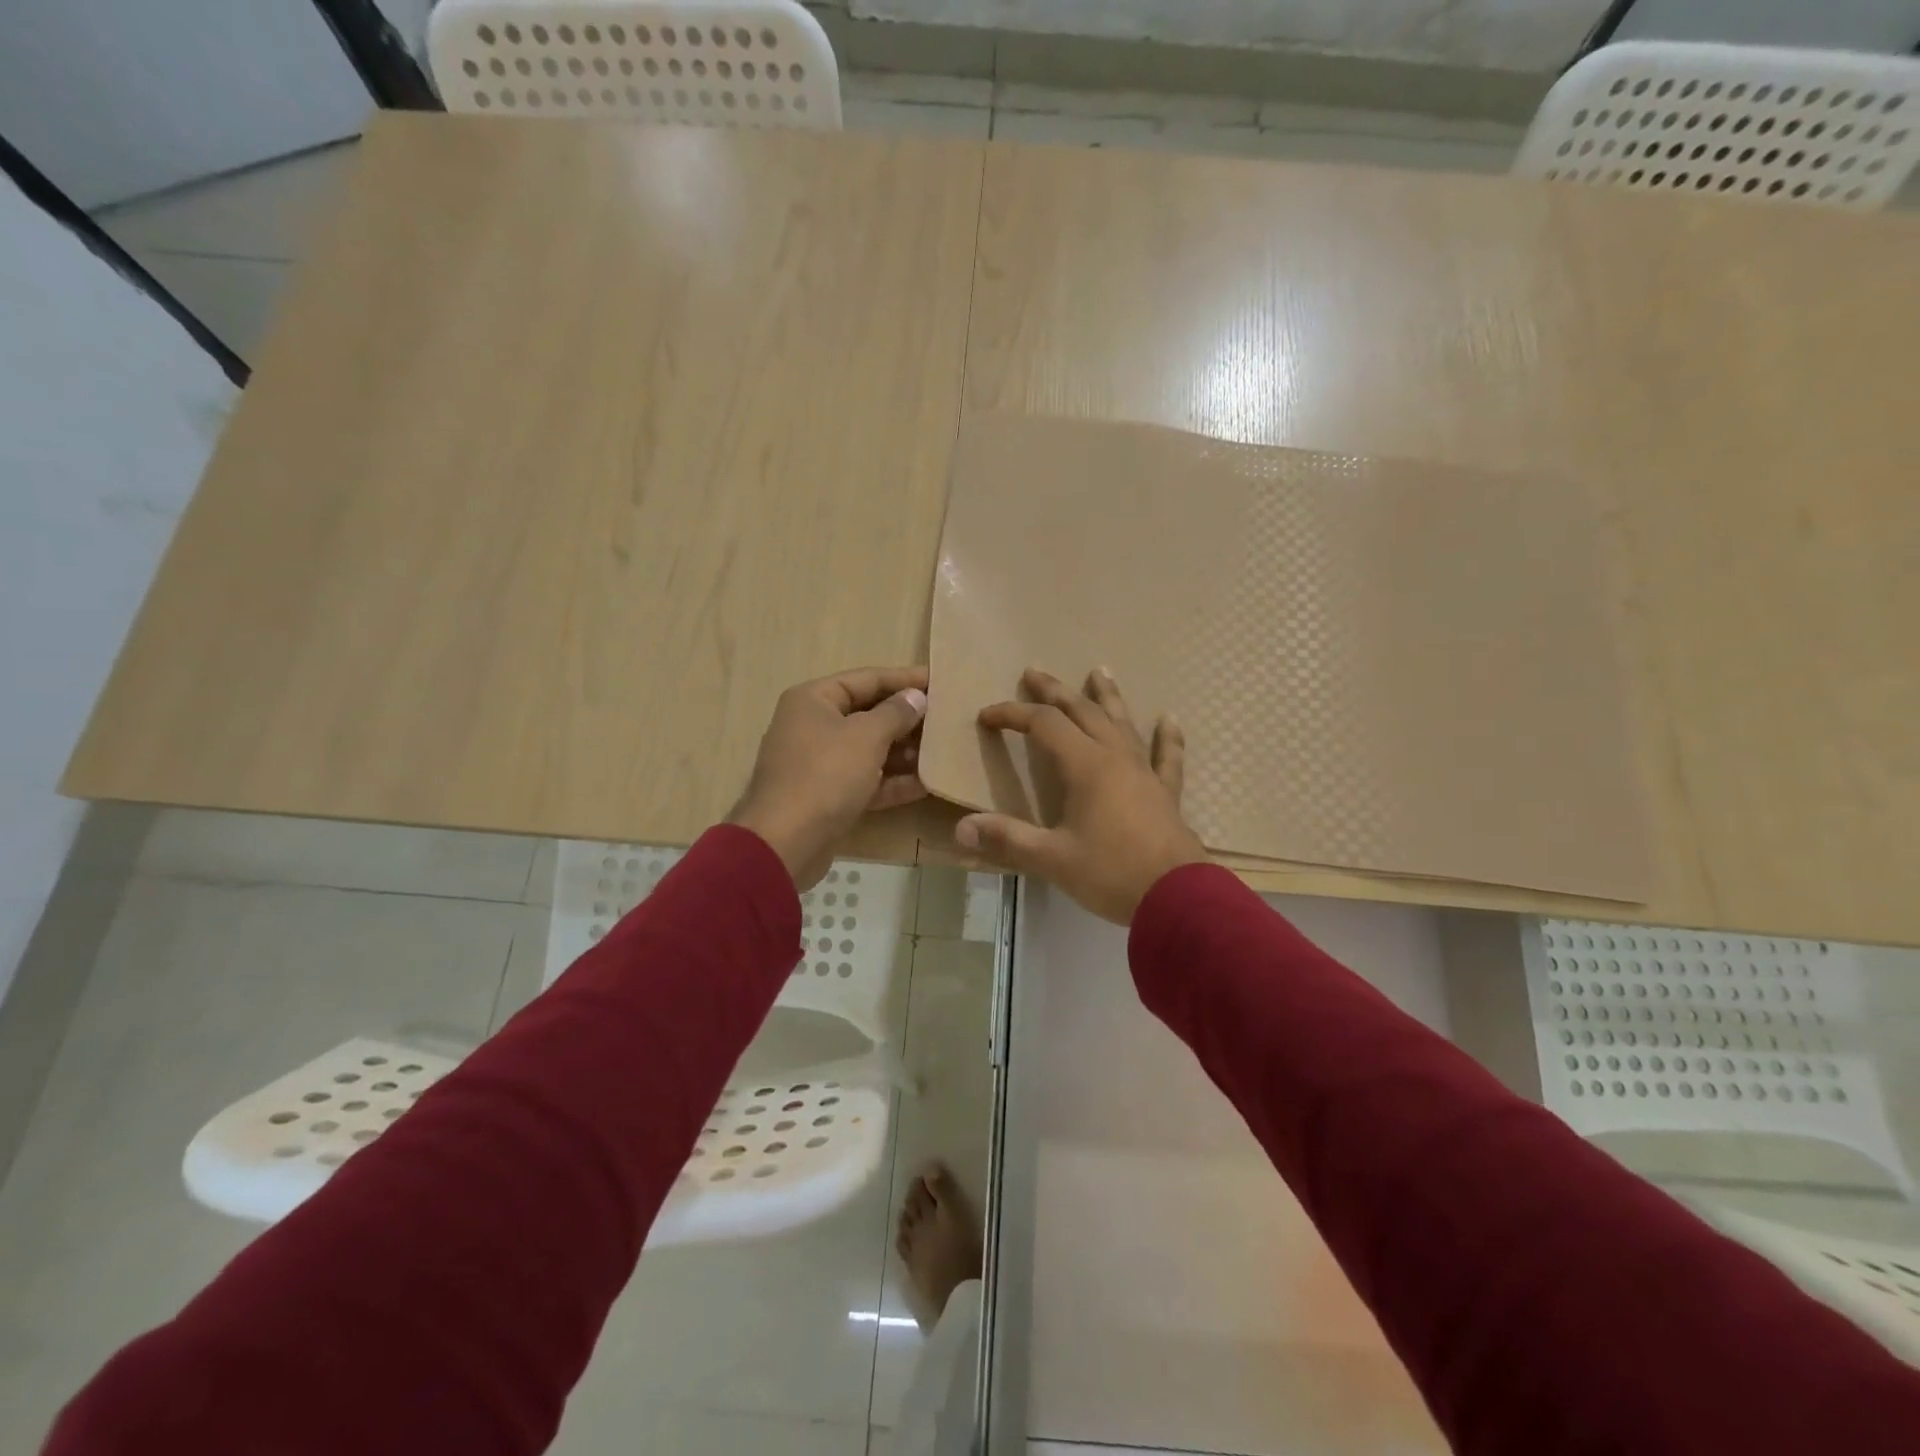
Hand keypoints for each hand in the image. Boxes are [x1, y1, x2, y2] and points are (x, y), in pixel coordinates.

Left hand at [729, 666, 929, 890]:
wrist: (786, 842)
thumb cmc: (826, 774)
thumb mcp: (866, 736)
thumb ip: (896, 713)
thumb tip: (916, 697)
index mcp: (814, 700)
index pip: (866, 679)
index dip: (904, 679)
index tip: (939, 681)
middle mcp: (813, 726)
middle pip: (868, 714)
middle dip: (907, 719)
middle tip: (947, 719)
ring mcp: (819, 764)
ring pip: (869, 750)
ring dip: (904, 752)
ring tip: (943, 751)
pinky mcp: (828, 797)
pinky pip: (866, 781)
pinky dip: (892, 781)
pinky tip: (928, 784)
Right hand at [957, 667, 1206, 923]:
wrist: (1176, 897)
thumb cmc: (1111, 873)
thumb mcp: (1052, 859)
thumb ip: (1007, 839)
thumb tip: (961, 828)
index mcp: (1085, 766)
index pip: (1043, 724)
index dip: (1013, 714)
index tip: (987, 716)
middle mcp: (1115, 758)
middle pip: (1082, 712)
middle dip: (1054, 691)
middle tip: (1033, 671)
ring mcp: (1144, 772)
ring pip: (1122, 723)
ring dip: (1107, 696)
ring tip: (1099, 671)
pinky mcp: (1165, 793)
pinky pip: (1167, 757)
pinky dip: (1167, 737)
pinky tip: (1170, 719)